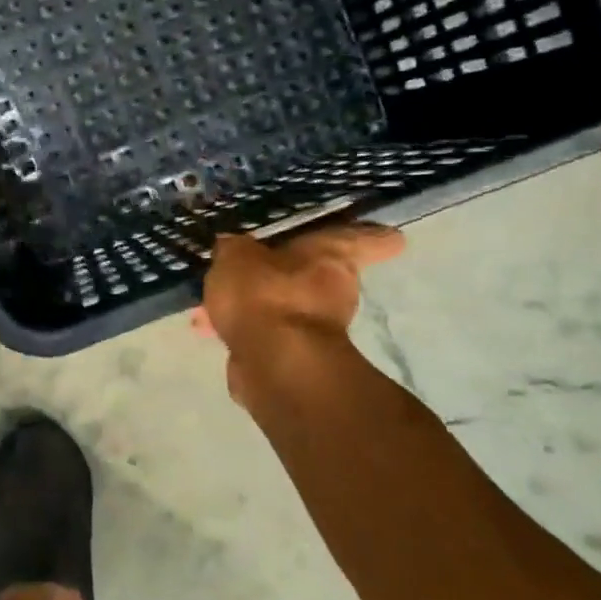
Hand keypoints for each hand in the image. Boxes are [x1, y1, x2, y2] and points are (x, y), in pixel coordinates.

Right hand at [195, 222, 404, 401]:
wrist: (275, 363)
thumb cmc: (265, 295)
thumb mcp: (236, 257)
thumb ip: (233, 250)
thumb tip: (232, 247)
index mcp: (332, 256)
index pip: (363, 239)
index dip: (373, 236)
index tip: (390, 237)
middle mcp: (335, 291)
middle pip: (316, 276)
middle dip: (286, 274)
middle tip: (254, 266)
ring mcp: (317, 329)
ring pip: (284, 308)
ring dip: (255, 306)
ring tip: (212, 304)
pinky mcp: (296, 359)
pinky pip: (266, 335)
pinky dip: (244, 331)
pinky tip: (210, 329)